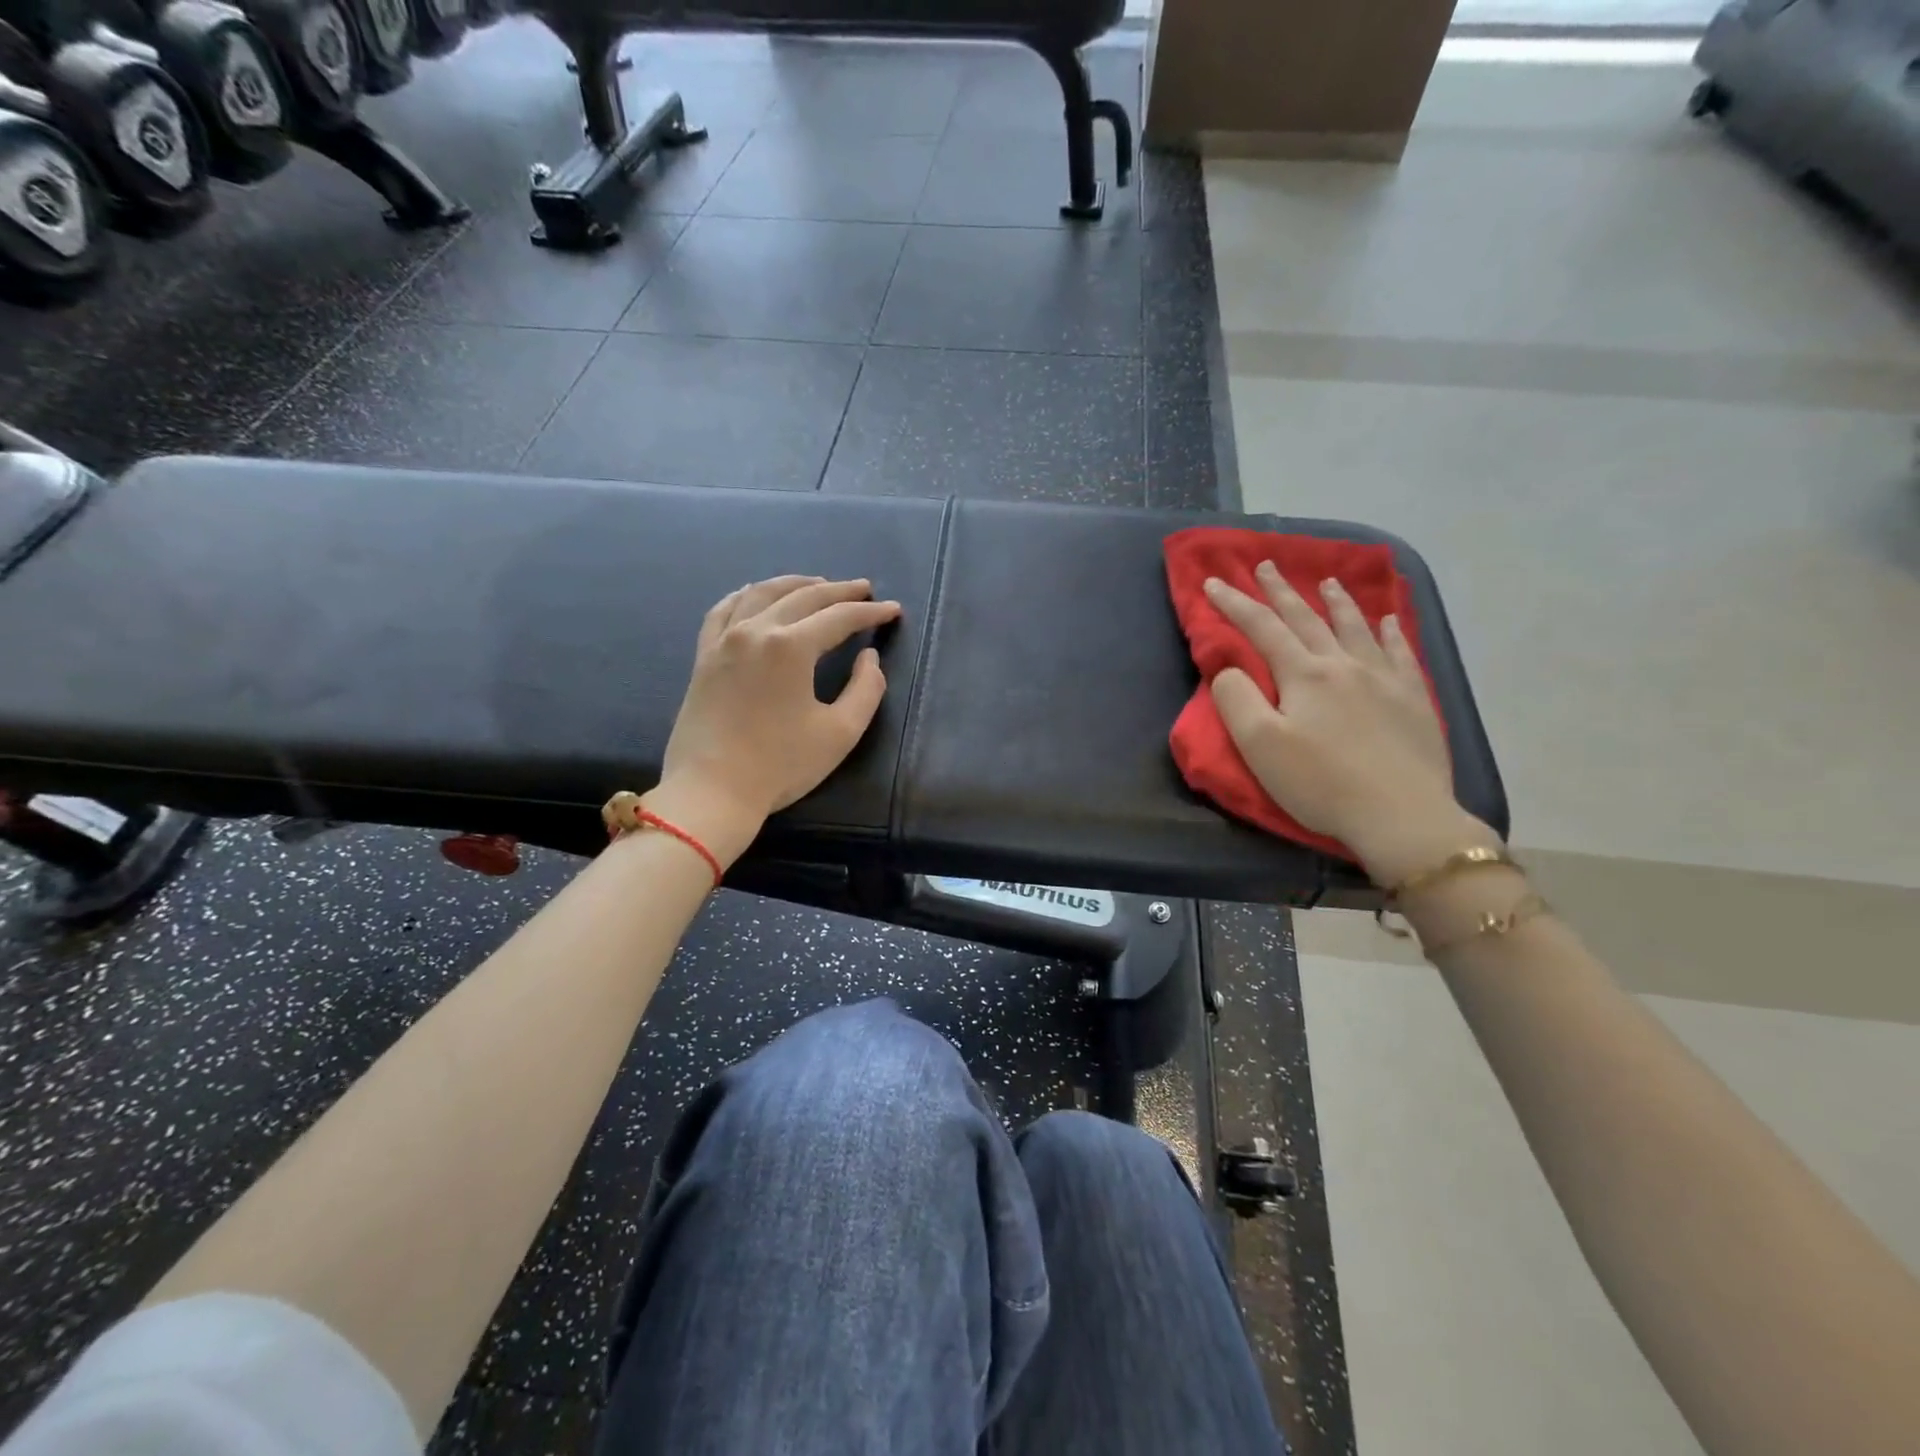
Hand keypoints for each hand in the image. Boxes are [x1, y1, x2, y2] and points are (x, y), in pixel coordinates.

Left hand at [650, 576, 901, 865]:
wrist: (712, 791)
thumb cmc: (781, 765)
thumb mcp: (840, 732)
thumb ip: (866, 688)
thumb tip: (869, 656)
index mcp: (791, 646)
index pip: (839, 617)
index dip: (870, 612)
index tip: (892, 610)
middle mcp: (756, 630)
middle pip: (803, 596)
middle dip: (839, 591)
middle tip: (864, 589)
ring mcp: (724, 640)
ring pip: (762, 593)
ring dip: (795, 584)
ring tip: (819, 584)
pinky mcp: (704, 656)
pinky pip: (724, 610)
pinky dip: (746, 595)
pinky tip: (756, 593)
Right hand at [1204, 563, 1493, 885]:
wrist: (1402, 816)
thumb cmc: (1321, 783)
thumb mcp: (1260, 745)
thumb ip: (1236, 699)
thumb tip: (1230, 669)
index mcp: (1304, 675)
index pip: (1262, 629)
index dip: (1235, 604)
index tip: (1213, 582)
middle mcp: (1344, 665)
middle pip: (1307, 619)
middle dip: (1282, 591)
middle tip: (1266, 566)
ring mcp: (1385, 680)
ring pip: (1356, 628)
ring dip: (1337, 602)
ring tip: (1328, 581)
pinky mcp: (1413, 701)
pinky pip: (1400, 653)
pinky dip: (1390, 632)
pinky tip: (1388, 620)